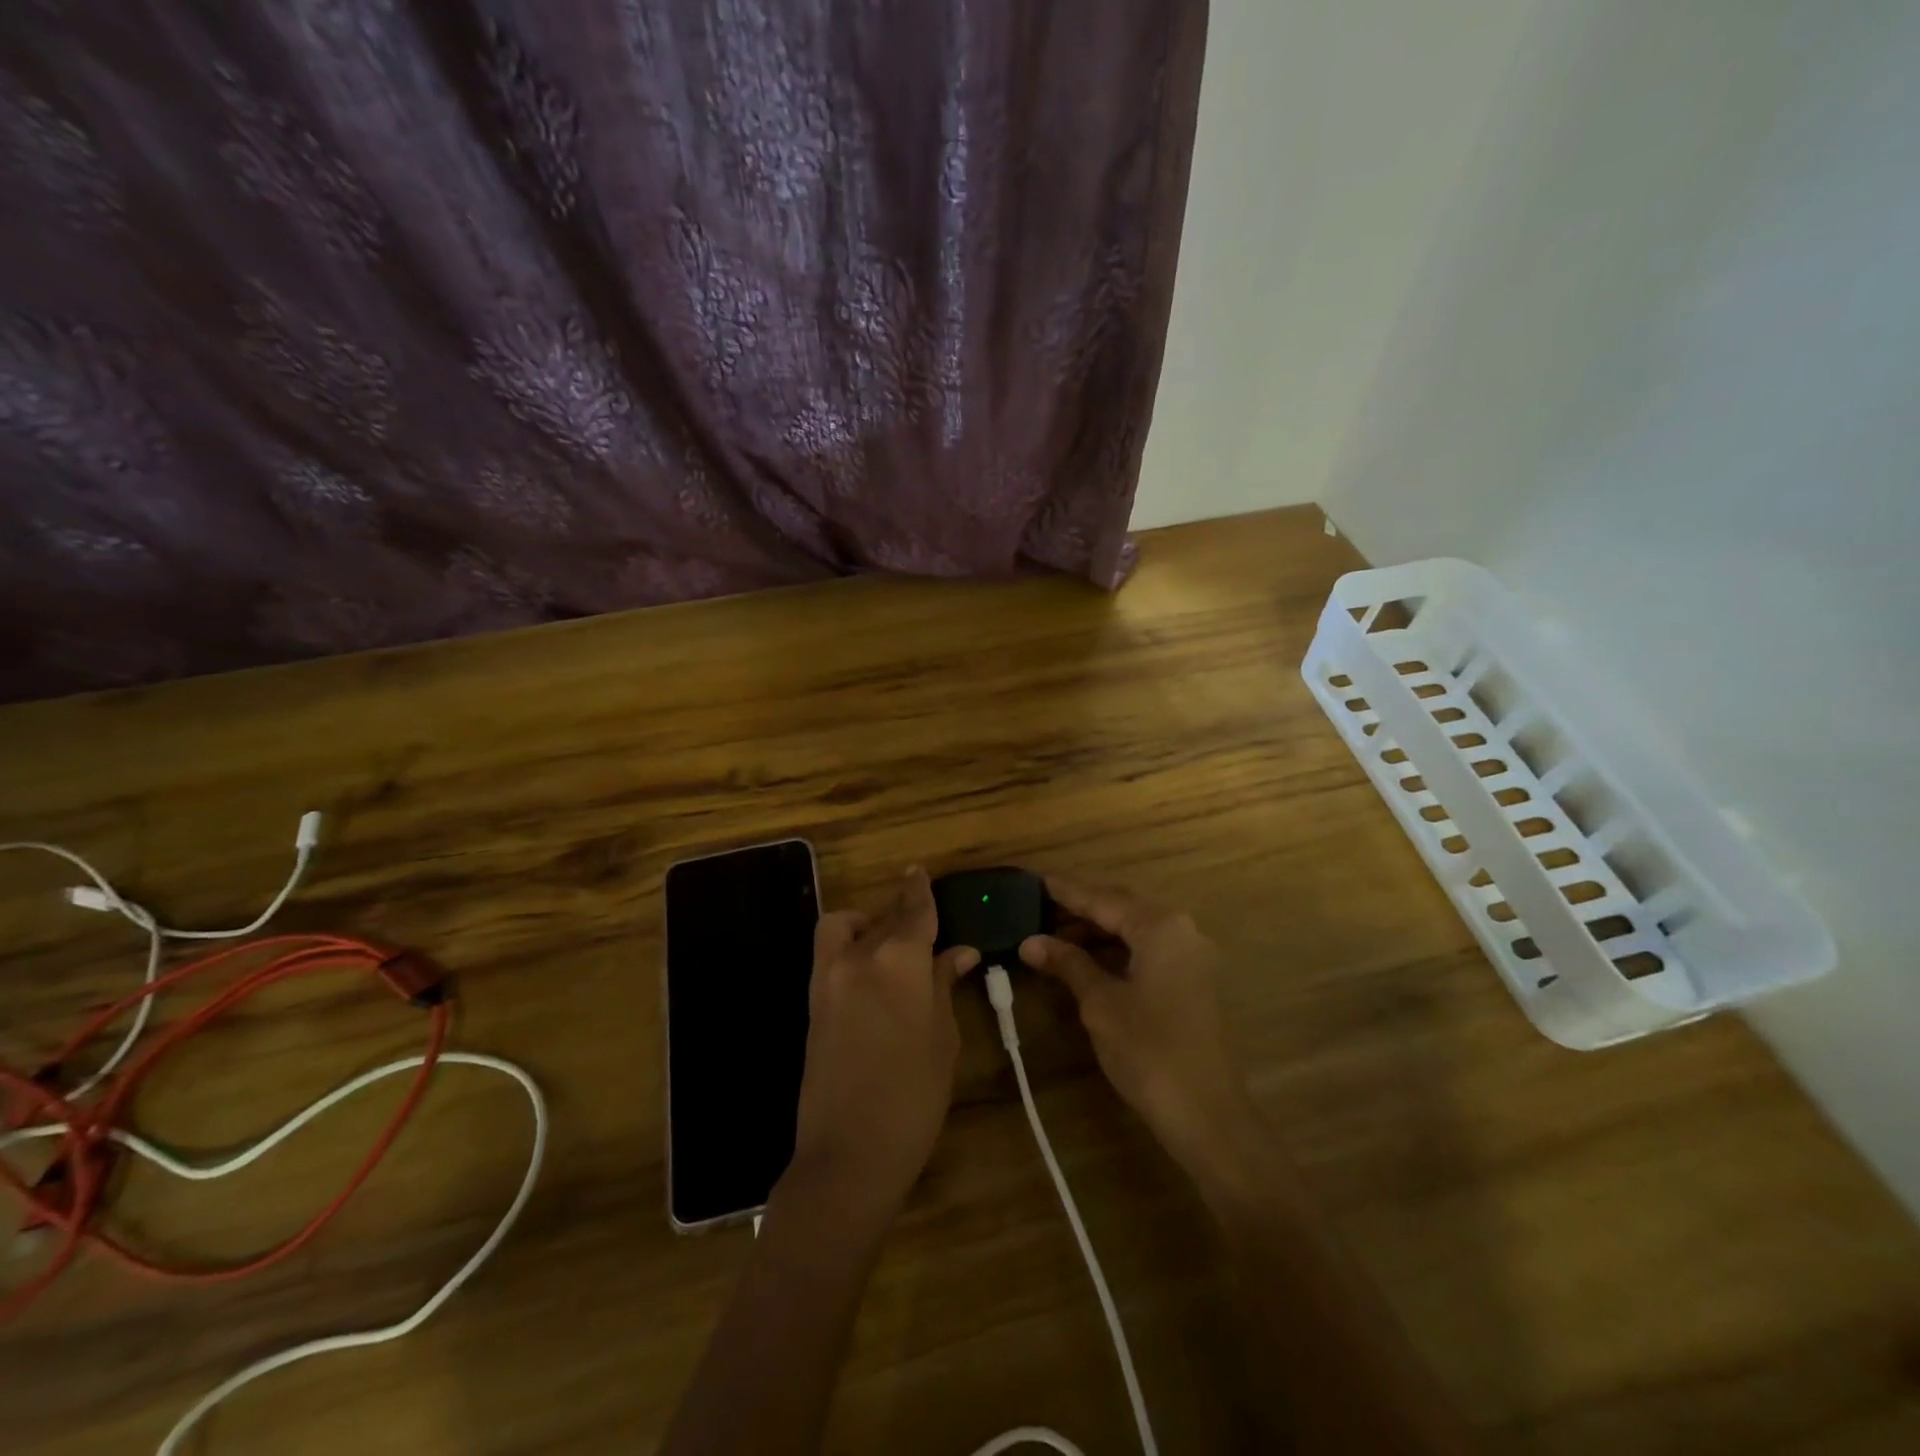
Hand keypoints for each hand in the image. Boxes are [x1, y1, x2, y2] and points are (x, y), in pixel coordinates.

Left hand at [787, 868, 979, 1213]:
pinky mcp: (812, 1001)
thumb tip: (959, 952)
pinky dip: (848, 947)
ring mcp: (828, 978)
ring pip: (844, 927)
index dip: (919, 890)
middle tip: (923, 928)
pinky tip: (872, 974)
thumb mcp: (942, 1038)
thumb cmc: (913, 1096)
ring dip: (866, 925)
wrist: (847, 1152)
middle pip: (881, 917)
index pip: (913, 910)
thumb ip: (944, 985)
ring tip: (891, 948)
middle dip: (901, 913)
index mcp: (898, 960)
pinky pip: (830, 953)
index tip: (919, 873)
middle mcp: (858, 956)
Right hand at [1019, 876, 1252, 1171]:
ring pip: (1134, 927)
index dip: (1065, 891)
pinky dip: (1115, 949)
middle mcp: (1180, 928)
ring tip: (1052, 937)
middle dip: (1079, 908)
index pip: (1102, 898)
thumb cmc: (1149, 1050)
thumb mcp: (1100, 1003)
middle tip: (1038, 908)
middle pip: (1121, 905)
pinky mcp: (1191, 978)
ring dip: (1096, 930)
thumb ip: (1067, 963)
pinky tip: (1086, 959)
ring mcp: (1190, 954)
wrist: (1207, 1113)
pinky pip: (1147, 948)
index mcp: (1159, 925)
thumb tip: (1030, 941)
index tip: (1033, 879)